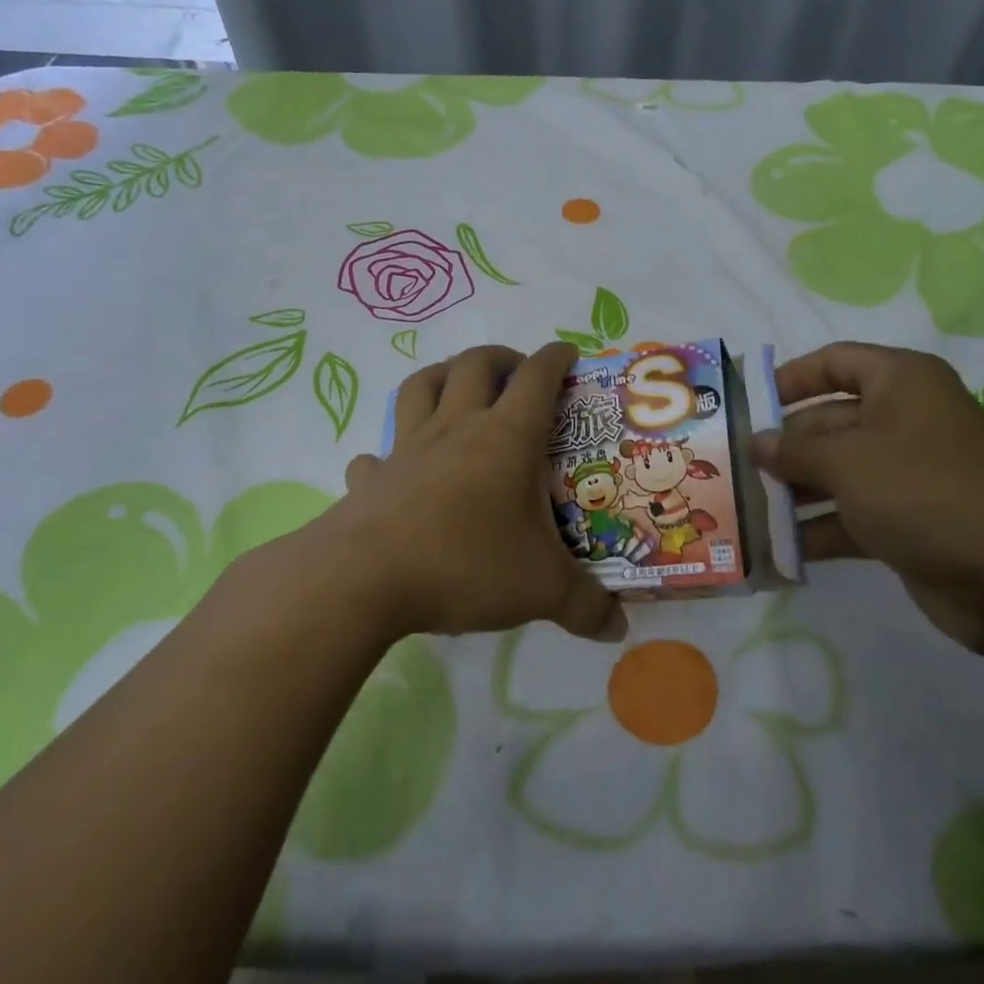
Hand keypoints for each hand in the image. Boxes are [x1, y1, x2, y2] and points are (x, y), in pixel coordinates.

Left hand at [329, 343, 625, 641]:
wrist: (365, 579)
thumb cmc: (466, 564)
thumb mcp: (541, 589)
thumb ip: (585, 606)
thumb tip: (618, 629)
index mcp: (506, 437)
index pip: (537, 376)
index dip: (555, 358)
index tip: (568, 354)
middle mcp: (457, 428)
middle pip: (476, 364)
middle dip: (501, 357)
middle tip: (517, 372)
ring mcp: (408, 448)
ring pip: (421, 386)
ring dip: (443, 375)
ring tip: (459, 387)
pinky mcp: (372, 478)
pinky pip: (377, 453)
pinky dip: (388, 452)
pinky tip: (396, 468)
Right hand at [750, 342, 983, 650]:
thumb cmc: (924, 491)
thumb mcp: (848, 460)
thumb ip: (794, 449)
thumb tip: (756, 443)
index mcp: (901, 382)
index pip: (834, 361)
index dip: (789, 378)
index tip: (748, 404)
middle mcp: (904, 419)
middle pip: (828, 421)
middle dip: (783, 447)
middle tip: (732, 468)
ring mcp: (907, 473)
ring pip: (837, 472)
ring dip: (793, 492)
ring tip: (744, 510)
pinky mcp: (908, 521)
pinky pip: (850, 515)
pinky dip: (817, 530)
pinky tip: (775, 549)